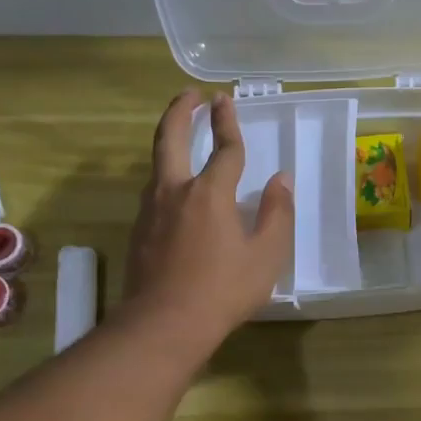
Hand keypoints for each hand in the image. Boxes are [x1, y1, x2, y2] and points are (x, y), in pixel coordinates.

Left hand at [124, 90, 292, 348]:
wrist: (163, 325)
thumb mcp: (266, 255)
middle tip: (190, 95)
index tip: (226, 100)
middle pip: (171, 138)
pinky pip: (154, 190)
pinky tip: (177, 188)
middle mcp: (175, 191)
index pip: (224, 149)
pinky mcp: (139, 231)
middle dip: (181, 112)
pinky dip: (166, 173)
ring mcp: (151, 211)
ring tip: (183, 136)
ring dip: (170, 141)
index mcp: (210, 193)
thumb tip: (281, 180)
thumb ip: (277, 213)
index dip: (228, 123)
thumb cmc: (223, 290)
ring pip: (157, 164)